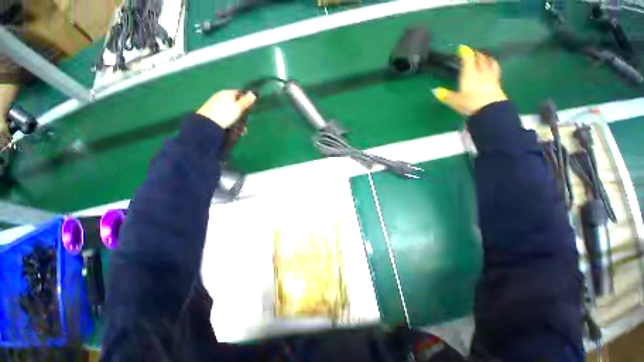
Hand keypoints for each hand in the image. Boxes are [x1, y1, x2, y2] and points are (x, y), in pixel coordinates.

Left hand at [197, 90, 256, 128]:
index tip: (250, 107)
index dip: (246, 99)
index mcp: (227, 92)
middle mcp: (221, 95)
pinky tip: (232, 125)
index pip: (239, 92)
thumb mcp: (238, 108)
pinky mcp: (212, 110)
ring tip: (240, 126)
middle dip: (241, 110)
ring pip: (230, 108)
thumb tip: (253, 93)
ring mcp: (215, 102)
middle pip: (235, 101)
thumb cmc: (225, 114)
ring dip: (236, 116)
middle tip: (245, 119)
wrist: (208, 123)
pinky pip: (224, 113)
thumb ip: (246, 101)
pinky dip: (229, 118)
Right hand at [432, 45, 506, 115]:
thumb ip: (445, 95)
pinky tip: (493, 68)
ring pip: (490, 63)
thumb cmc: (469, 103)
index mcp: (469, 74)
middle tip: (473, 53)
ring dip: (487, 58)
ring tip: (486, 58)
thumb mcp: (454, 101)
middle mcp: (481, 72)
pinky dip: (494, 66)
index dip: (465, 52)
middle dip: (476, 54)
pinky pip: (496, 71)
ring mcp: (491, 77)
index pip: (468, 59)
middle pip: (480, 59)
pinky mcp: (497, 83)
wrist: (489, 109)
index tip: (462, 48)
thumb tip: (434, 90)